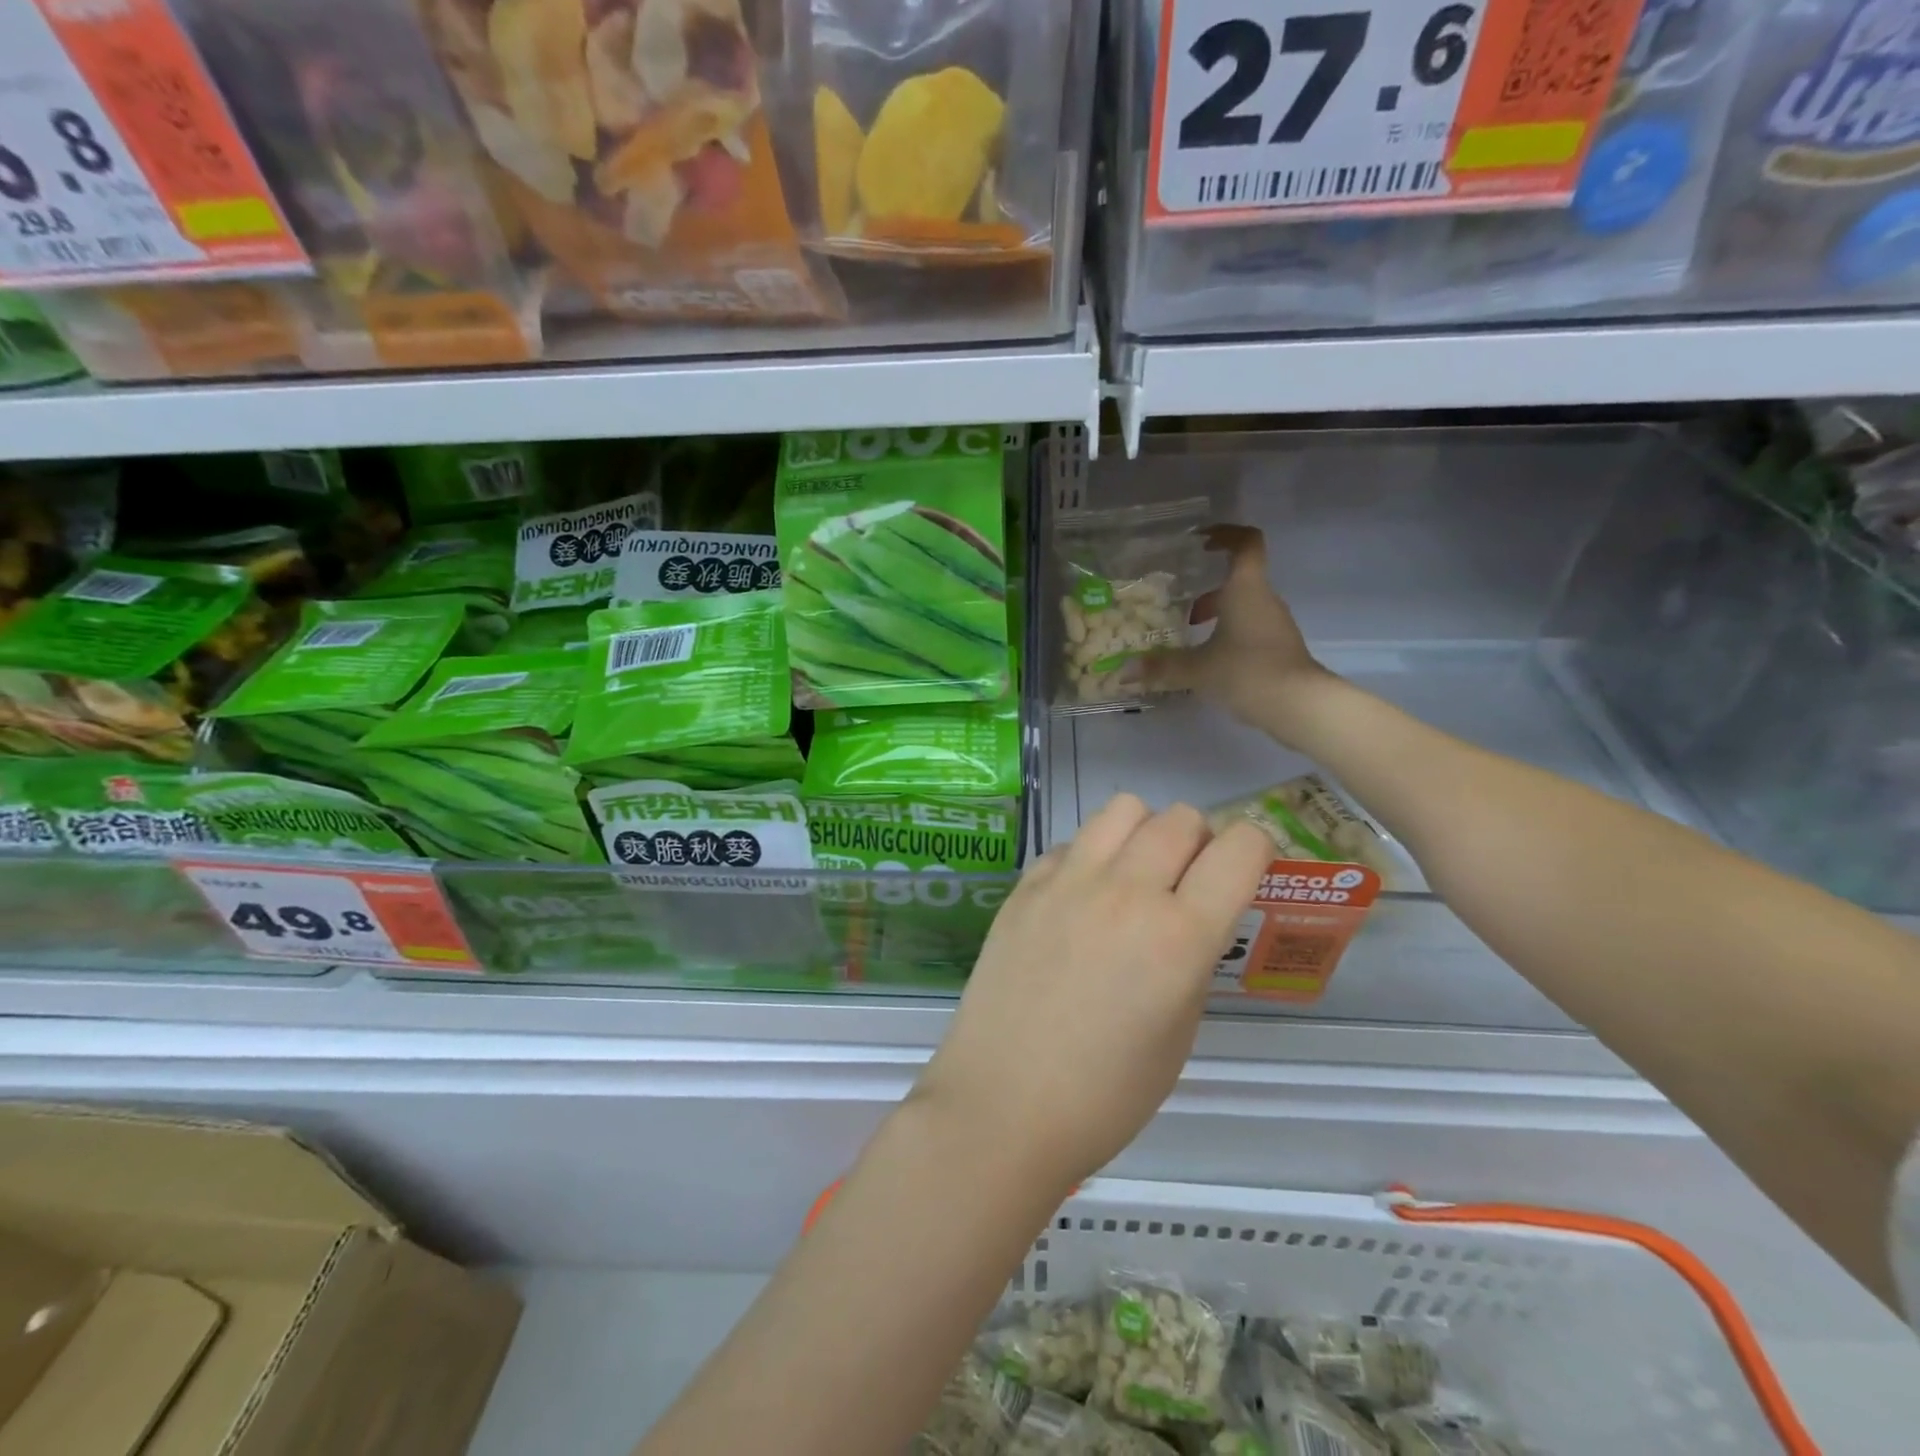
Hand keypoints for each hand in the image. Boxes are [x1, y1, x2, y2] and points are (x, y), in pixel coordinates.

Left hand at [912, 796, 1272, 1188]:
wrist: (1002, 1105)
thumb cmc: (1104, 1096)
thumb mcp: (1178, 1035)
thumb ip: (1191, 961)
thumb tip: (1188, 920)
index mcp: (1179, 936)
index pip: (1240, 848)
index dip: (1257, 849)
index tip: (1249, 869)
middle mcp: (1125, 891)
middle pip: (1181, 818)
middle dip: (1200, 841)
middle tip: (1188, 882)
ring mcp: (1067, 881)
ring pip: (1123, 809)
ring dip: (1144, 832)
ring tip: (1134, 876)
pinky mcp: (1025, 885)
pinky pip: (1071, 843)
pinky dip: (1090, 857)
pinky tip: (1079, 900)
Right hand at [1142, 525, 1335, 745]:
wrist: (1298, 705)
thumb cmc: (1247, 671)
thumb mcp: (1197, 669)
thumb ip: (1161, 667)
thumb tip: (1124, 671)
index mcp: (1246, 589)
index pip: (1246, 543)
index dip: (1226, 534)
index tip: (1202, 541)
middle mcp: (1264, 599)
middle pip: (1239, 578)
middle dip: (1209, 584)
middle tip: (1179, 595)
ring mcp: (1274, 624)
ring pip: (1243, 605)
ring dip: (1217, 611)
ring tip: (1188, 629)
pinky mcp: (1278, 647)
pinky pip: (1249, 627)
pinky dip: (1228, 632)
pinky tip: (1208, 656)